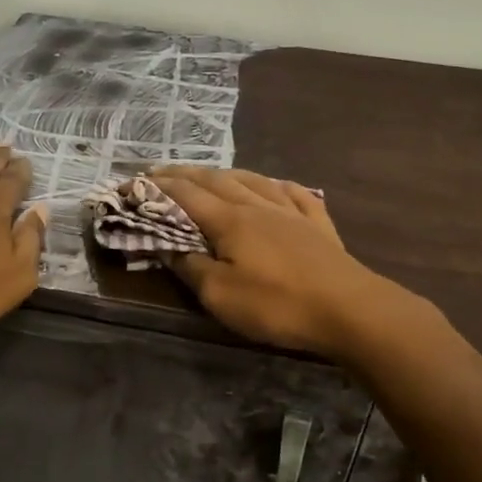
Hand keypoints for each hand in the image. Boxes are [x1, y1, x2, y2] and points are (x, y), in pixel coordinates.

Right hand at [149, 167, 393, 357]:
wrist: (349, 309)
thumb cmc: (277, 304)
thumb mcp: (220, 295)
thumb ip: (190, 267)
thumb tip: (166, 246)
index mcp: (230, 220)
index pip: (185, 195)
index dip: (157, 187)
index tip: (132, 182)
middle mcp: (258, 205)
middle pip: (216, 180)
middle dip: (185, 174)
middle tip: (161, 172)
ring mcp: (291, 211)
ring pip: (252, 180)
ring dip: (225, 173)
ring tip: (210, 174)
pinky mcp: (318, 224)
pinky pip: (293, 192)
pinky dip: (275, 184)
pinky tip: (275, 185)